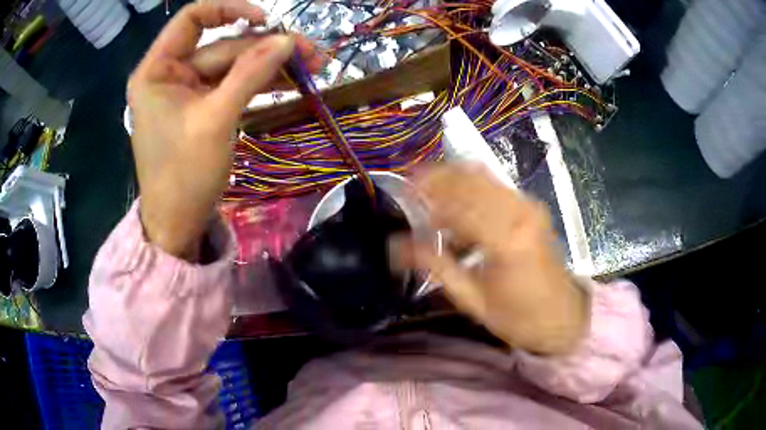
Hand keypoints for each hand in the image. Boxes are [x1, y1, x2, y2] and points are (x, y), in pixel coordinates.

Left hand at [128, 0, 322, 259]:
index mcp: (157, 70)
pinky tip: (289, 83)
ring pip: (232, 66)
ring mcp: (187, 92)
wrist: (177, 225)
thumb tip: (287, 40)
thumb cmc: (184, 175)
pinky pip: (232, 86)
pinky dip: (258, 84)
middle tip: (311, 53)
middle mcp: (170, 73)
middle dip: (265, 48)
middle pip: (222, 46)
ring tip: (312, 67)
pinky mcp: (201, 108)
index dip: (229, 10)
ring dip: (269, 66)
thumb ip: (251, 73)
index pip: (192, 19)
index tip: (264, 19)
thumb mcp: (217, 120)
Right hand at [398, 163, 587, 354]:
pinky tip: (458, 207)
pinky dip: (471, 187)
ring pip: (483, 176)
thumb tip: (398, 247)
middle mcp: (519, 212)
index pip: (457, 202)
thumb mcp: (472, 300)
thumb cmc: (518, 317)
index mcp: (505, 239)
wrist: (563, 316)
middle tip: (412, 187)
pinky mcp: (532, 208)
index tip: (402, 190)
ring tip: (430, 195)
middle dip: (437, 177)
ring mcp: (529, 206)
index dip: (427, 192)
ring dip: (453, 179)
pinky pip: (496, 185)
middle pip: (470, 179)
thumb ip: (436, 267)